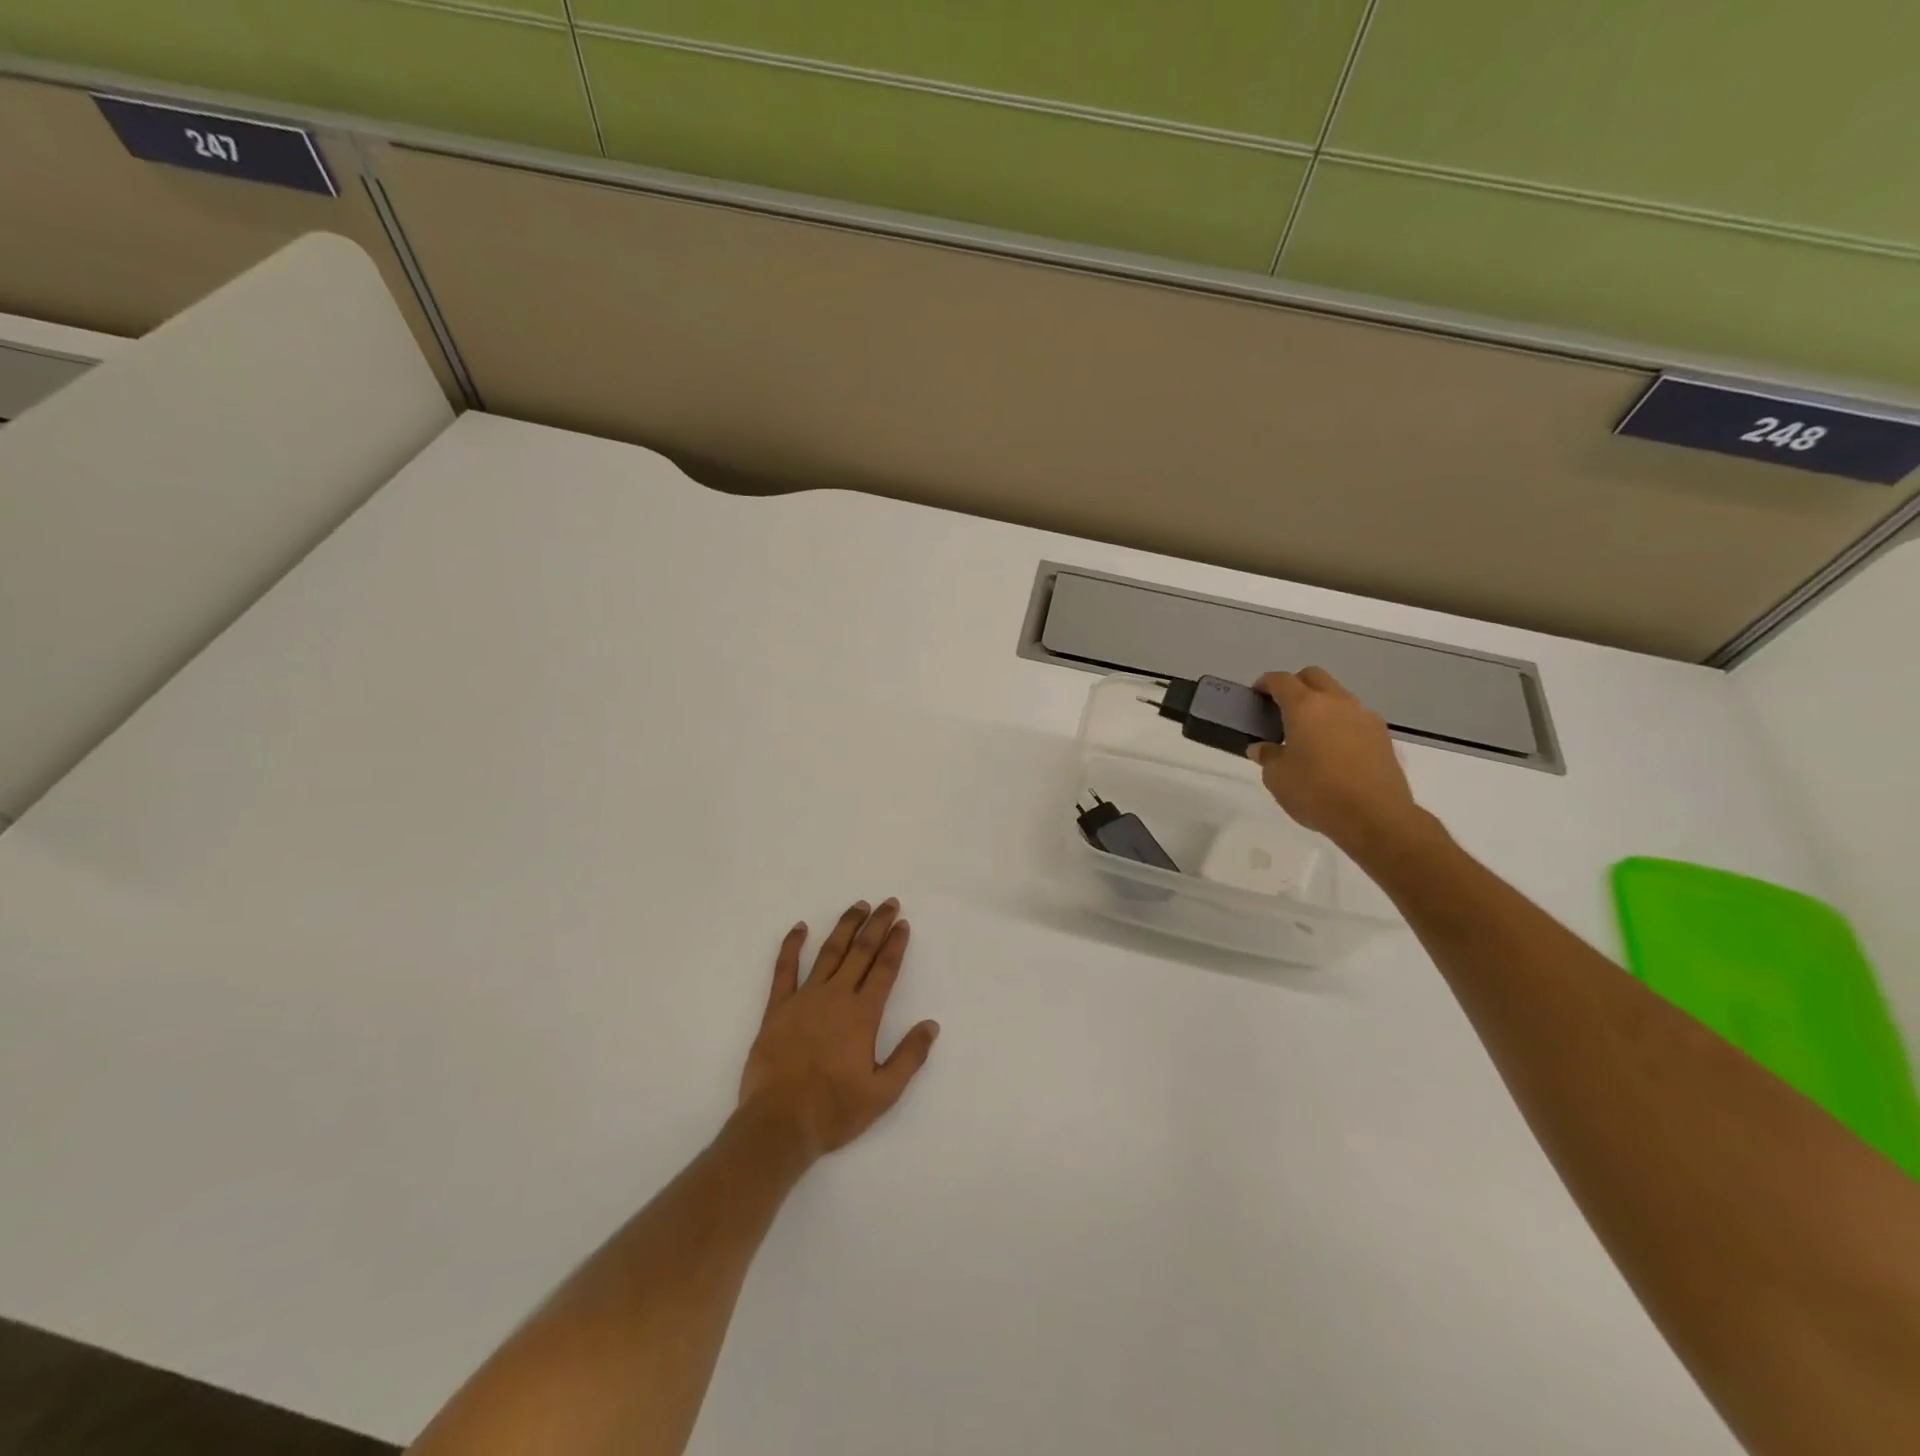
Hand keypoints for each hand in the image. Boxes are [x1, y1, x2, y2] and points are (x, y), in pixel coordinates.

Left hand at [738, 899, 939, 1160]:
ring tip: (858, 907)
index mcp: (862, 1015)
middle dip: (876, 925)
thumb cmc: (834, 1110)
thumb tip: (931, 1025)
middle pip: (860, 952)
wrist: (778, 1123)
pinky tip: (800, 928)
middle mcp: (836, 997)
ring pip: (829, 952)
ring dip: (845, 927)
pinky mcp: (777, 1008)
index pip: (884, 969)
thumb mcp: (883, 1093)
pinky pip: (784, 969)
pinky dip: (792, 946)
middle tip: (888, 903)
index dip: (895, 944)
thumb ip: (909, 1056)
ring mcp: (804, 999)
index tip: (903, 924)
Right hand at [1249, 668, 1429, 856]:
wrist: (1375, 816)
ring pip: (1338, 695)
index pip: (1282, 680)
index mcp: (1305, 707)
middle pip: (1314, 677)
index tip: (1257, 694)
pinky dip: (1340, 723)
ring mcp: (1364, 717)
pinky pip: (1355, 717)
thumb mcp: (1277, 778)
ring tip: (1310, 732)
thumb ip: (1268, 756)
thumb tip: (1263, 747)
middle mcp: (1336, 702)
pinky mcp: (1382, 736)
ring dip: (1321, 704)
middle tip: (1282, 708)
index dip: (1266, 683)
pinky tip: (1334, 749)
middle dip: (1296, 685)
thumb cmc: (1316, 792)